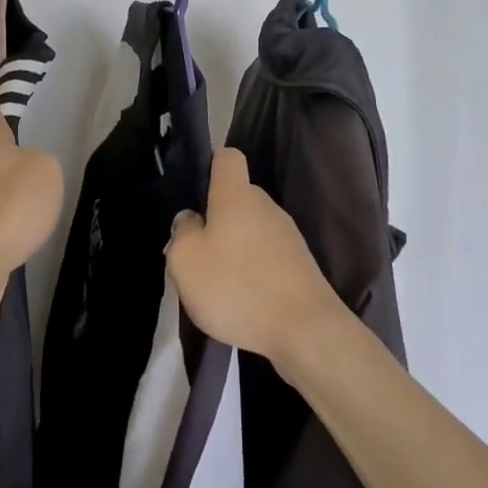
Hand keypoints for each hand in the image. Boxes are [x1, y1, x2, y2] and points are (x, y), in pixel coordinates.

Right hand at [166, 147, 343, 363]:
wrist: (305, 330)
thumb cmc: (237, 286)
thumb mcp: (186, 261)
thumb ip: (182, 233)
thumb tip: (190, 219)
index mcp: (236, 195)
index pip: (227, 157)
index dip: (210, 164)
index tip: (195, 190)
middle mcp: (266, 206)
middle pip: (237, 198)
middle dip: (216, 219)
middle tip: (196, 252)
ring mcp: (288, 236)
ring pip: (252, 230)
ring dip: (234, 249)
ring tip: (218, 284)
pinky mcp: (301, 265)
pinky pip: (267, 256)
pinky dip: (254, 272)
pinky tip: (244, 300)